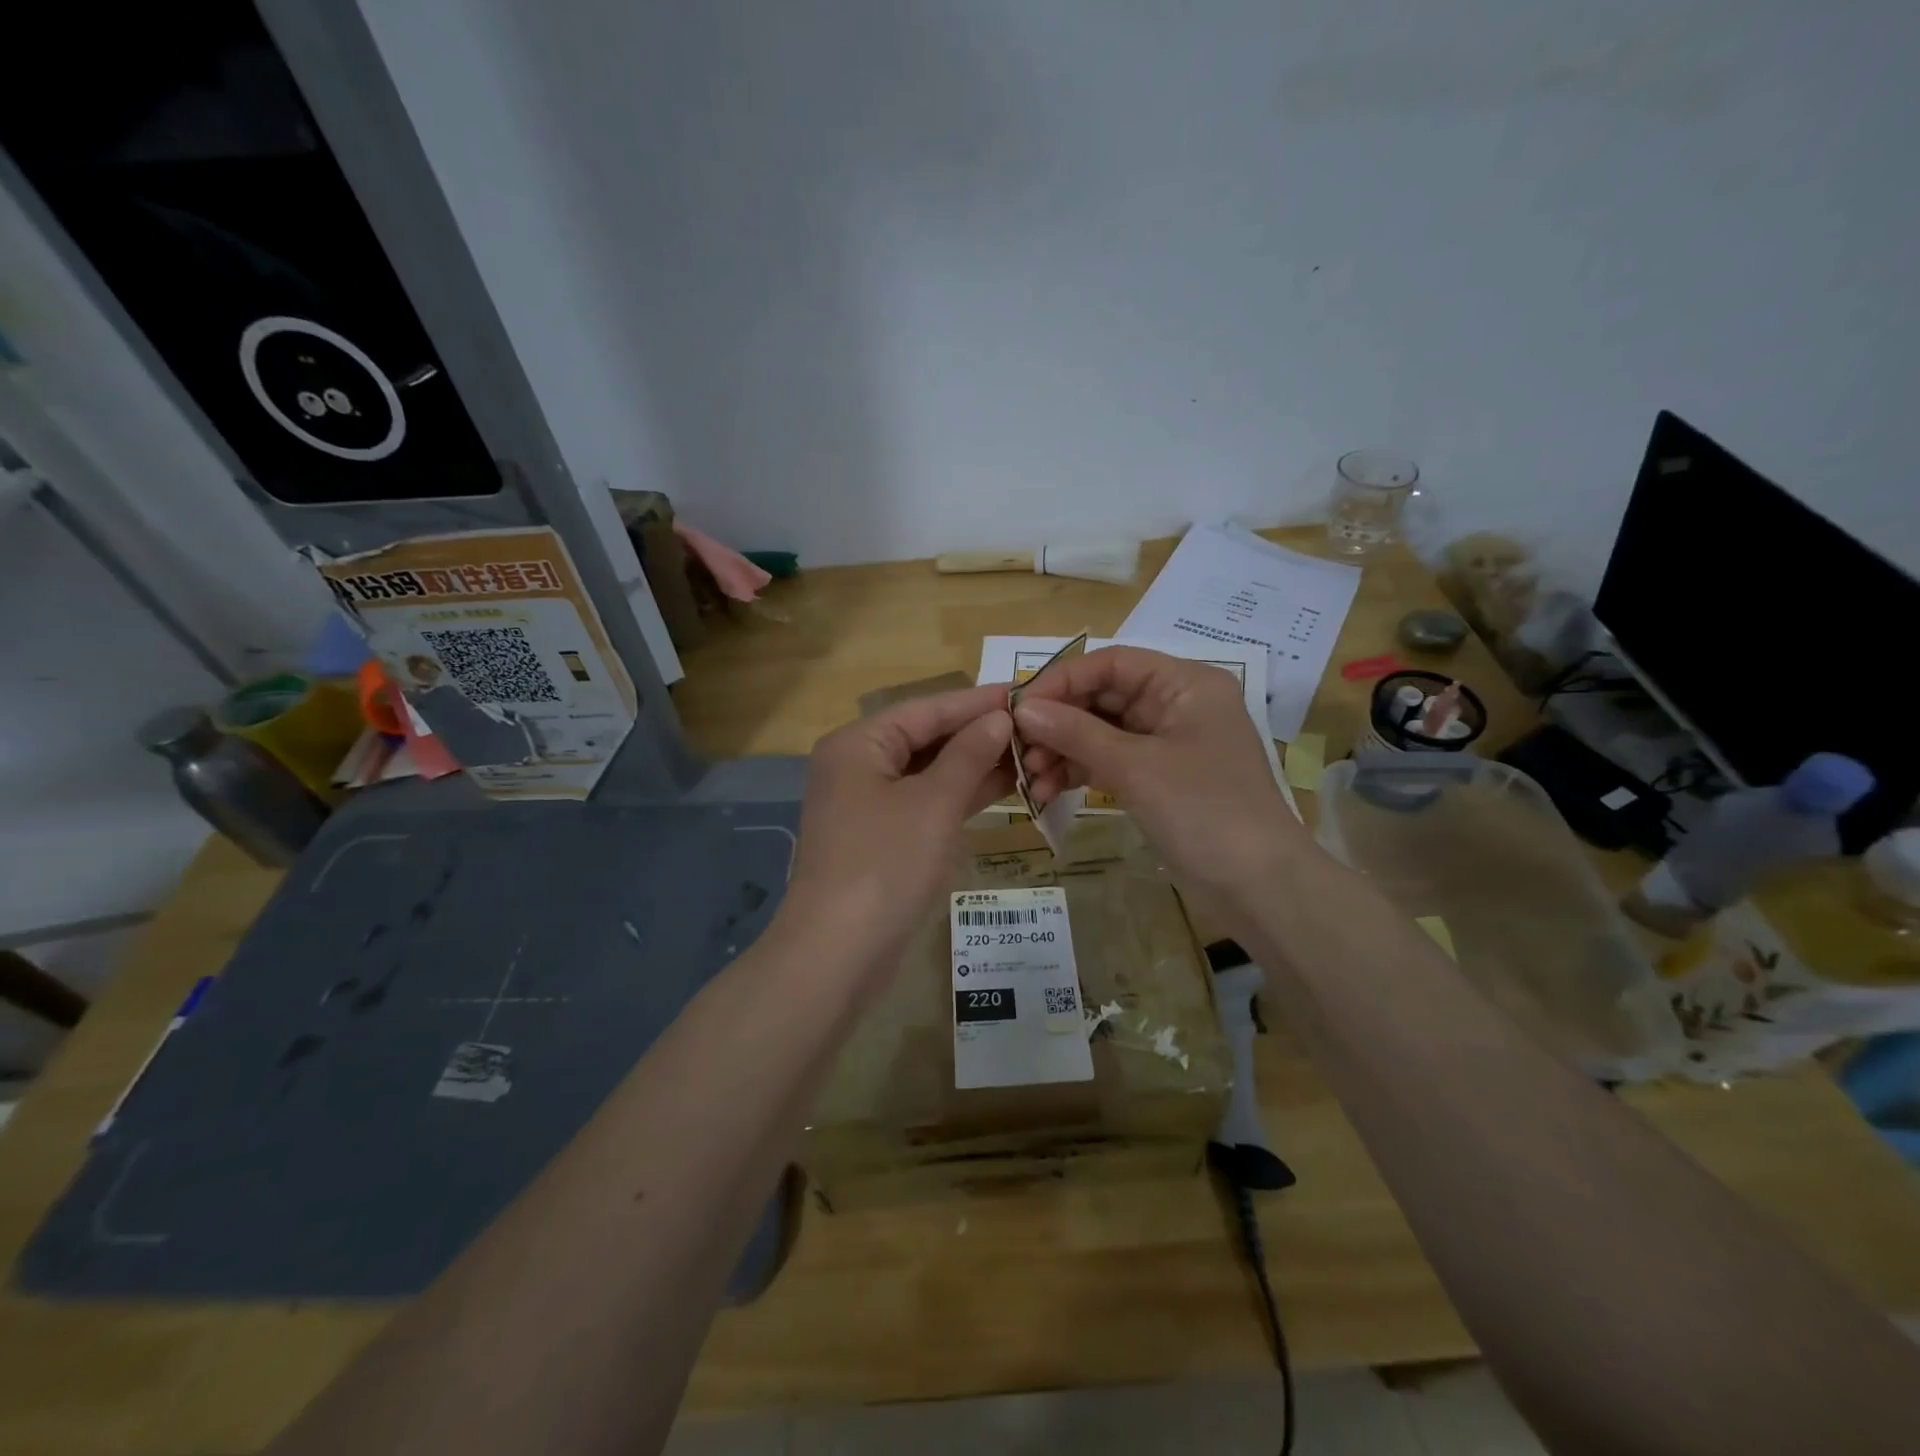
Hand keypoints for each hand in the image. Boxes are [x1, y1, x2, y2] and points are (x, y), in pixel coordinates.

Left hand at [780, 683, 1013, 979]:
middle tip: (1036, 725)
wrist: (839, 953)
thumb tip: (999, 718)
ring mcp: (868, 804)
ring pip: (929, 772)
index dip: (976, 701)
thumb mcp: (934, 803)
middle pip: (926, 738)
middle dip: (978, 734)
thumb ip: (968, 755)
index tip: (1025, 691)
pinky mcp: (882, 837)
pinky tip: (1003, 787)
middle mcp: (858, 766)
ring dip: (975, 765)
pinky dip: (960, 795)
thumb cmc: (886, 864)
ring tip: (1031, 752)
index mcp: (858, 744)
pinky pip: (926, 802)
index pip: (926, 709)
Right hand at [1013, 646, 1309, 901]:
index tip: (1019, 707)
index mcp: (1185, 683)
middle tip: (1019, 750)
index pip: (1112, 663)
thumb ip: (1077, 733)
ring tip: (1030, 778)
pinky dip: (1082, 771)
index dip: (1062, 680)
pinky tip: (1048, 789)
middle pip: (1104, 697)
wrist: (1259, 887)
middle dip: (1058, 722)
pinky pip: (1111, 761)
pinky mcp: (1160, 777)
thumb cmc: (1204, 811)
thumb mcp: (1136, 767)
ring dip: (1064, 750)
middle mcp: (1177, 704)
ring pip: (1103, 731)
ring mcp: (1168, 743)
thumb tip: (1023, 709)